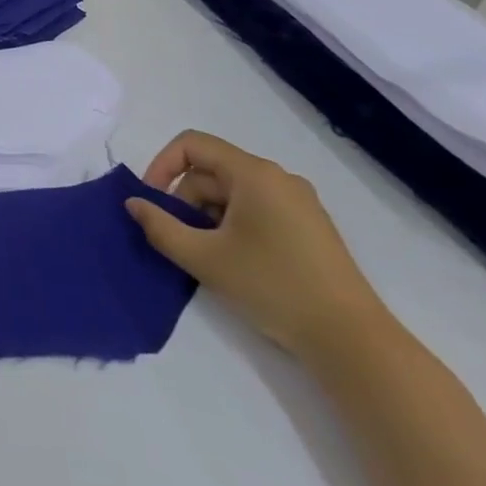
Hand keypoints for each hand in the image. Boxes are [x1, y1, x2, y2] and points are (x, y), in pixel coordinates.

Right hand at [125, 131, 390, 362]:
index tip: (151, 202)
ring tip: (205, 255)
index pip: (192, 144)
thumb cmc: (273, 287)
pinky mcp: (309, 226)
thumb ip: (160, 227)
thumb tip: (134, 204)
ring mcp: (298, 202)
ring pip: (232, 192)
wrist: (352, 340)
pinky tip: (233, 261)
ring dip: (206, 215)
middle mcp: (277, 177)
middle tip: (177, 239)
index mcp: (254, 174)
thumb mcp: (204, 258)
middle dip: (184, 199)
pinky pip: (255, 208)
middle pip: (211, 171)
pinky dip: (231, 225)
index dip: (162, 165)